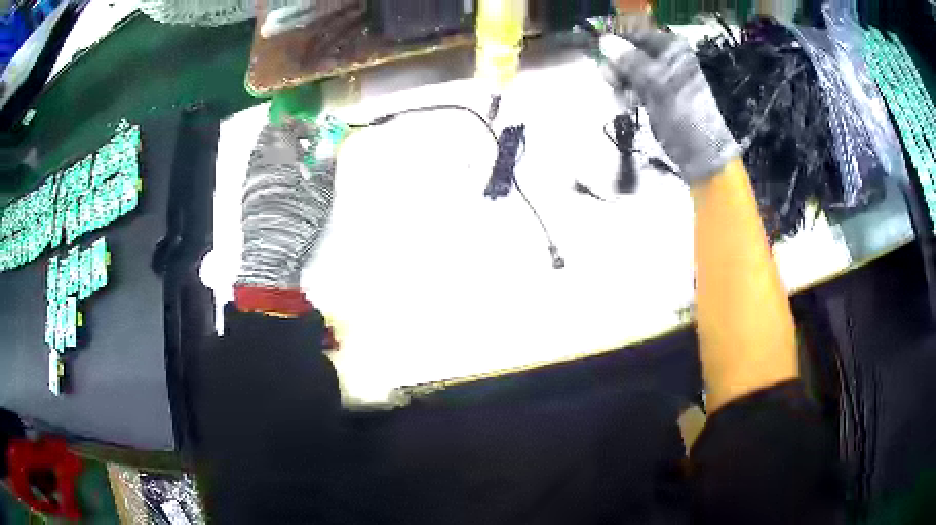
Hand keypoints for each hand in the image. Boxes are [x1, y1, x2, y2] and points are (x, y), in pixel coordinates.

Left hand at [237, 119, 335, 289]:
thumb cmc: (298, 221)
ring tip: (294, 161)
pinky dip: (268, 163)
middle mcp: (261, 162)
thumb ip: (324, 163)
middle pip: (268, 134)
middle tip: (303, 142)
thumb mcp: (320, 192)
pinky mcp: (246, 193)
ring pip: (260, 150)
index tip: (315, 133)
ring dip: (276, 147)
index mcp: (279, 156)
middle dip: (285, 132)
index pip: (286, 126)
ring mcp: (251, 177)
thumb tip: (329, 143)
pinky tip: (281, 178)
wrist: (271, 254)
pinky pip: (256, 166)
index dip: (301, 124)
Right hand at [599, 27, 739, 183]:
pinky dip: (627, 95)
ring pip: (627, 70)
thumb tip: (604, 40)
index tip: (604, 59)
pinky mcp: (656, 95)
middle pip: (628, 52)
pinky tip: (628, 106)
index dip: (616, 45)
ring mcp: (660, 77)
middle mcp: (665, 58)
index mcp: (670, 48)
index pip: (634, 34)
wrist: (701, 154)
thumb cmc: (684, 116)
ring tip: (623, 100)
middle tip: (612, 82)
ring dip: (620, 84)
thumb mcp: (656, 85)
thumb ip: (630, 60)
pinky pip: (633, 86)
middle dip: (617, 67)